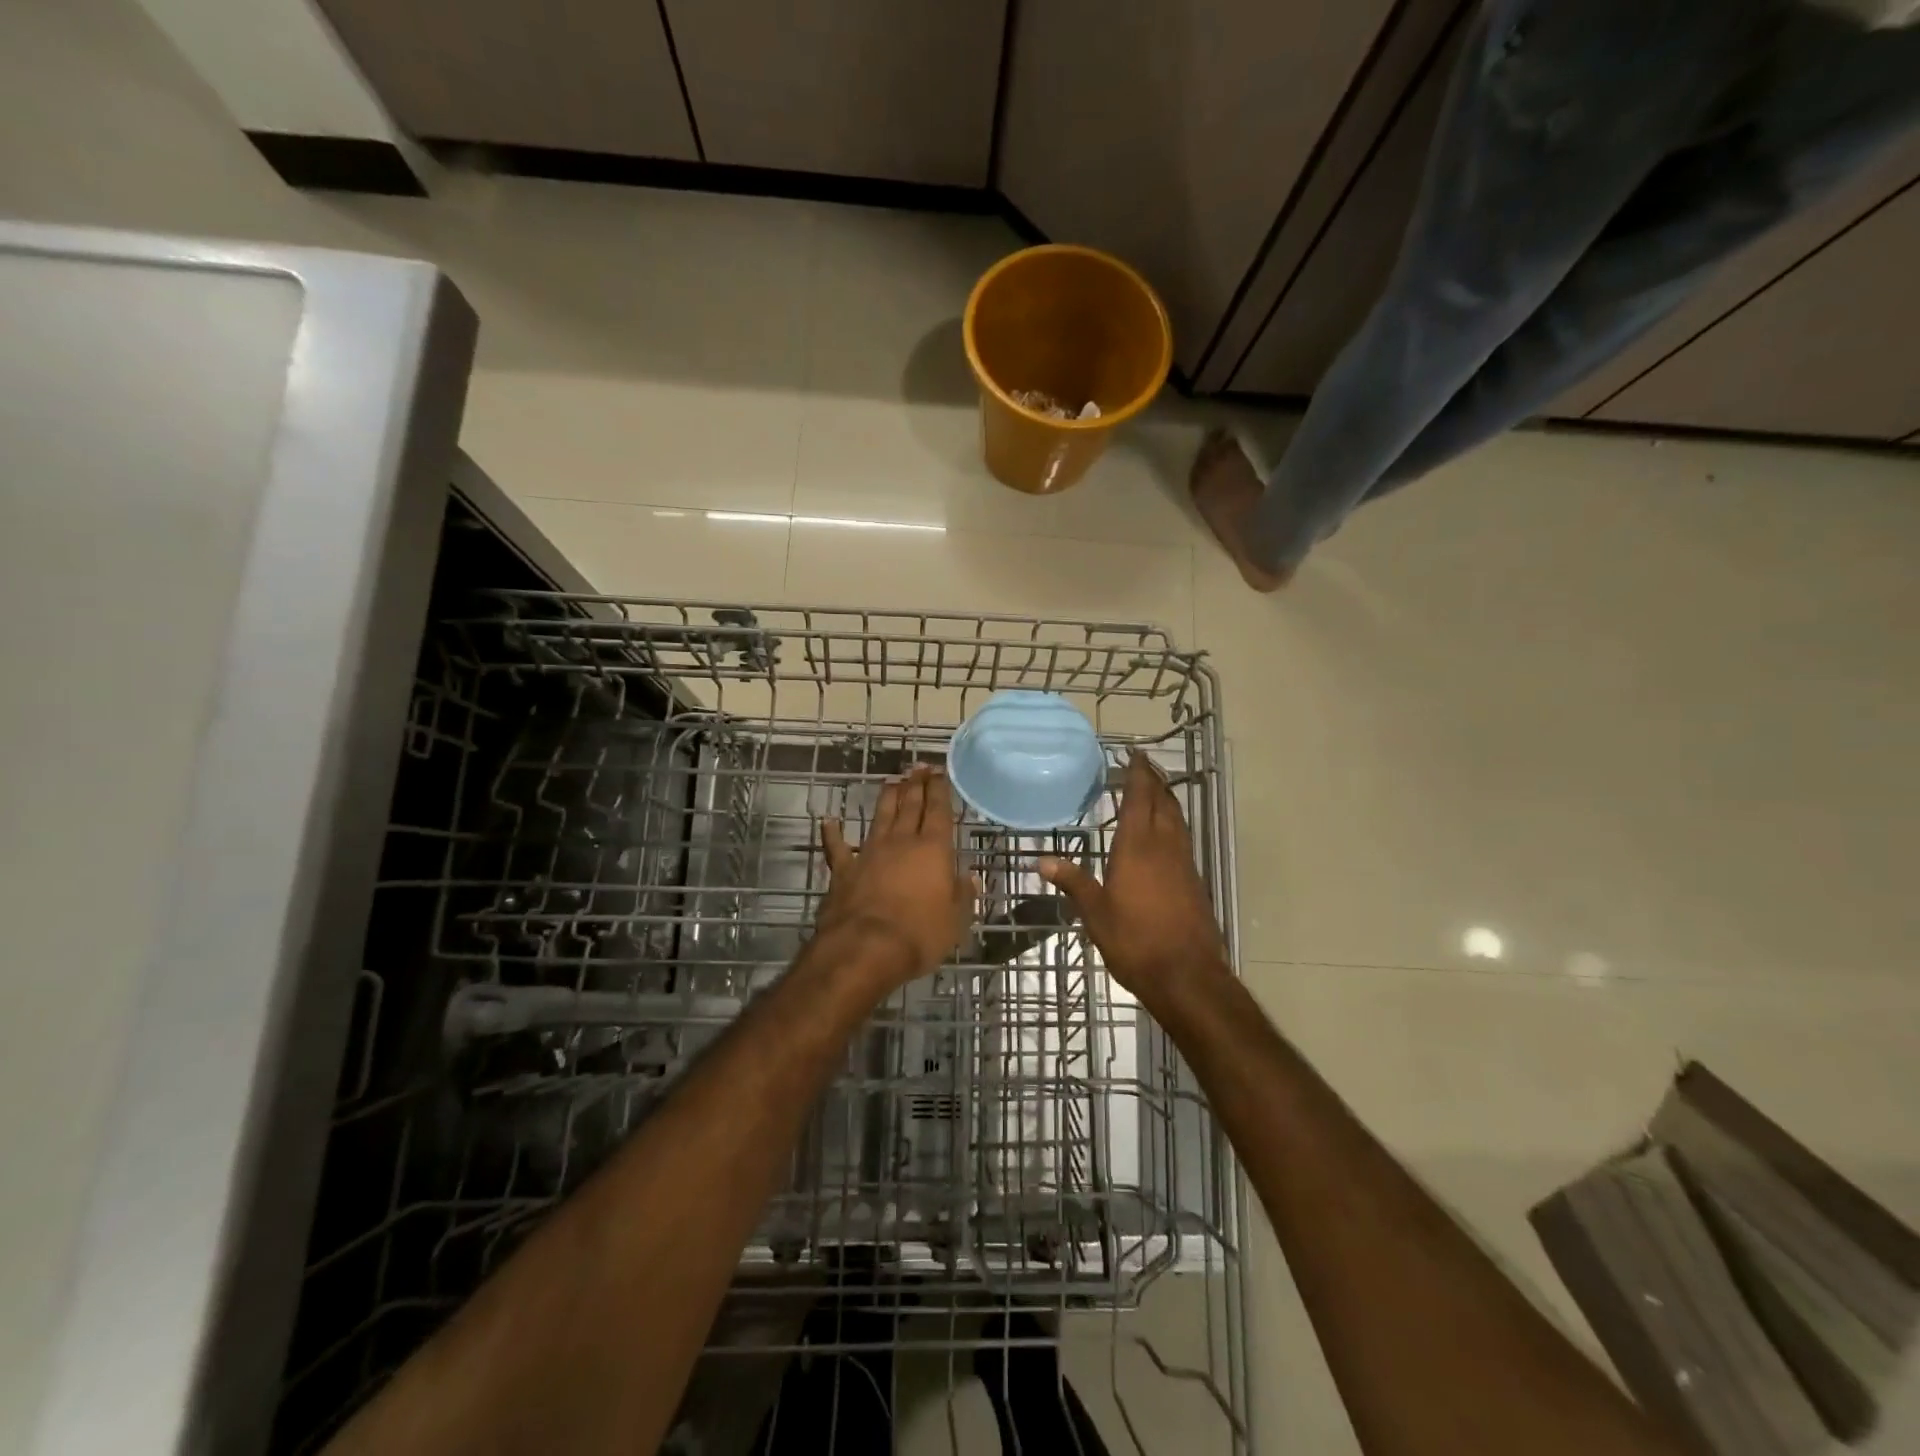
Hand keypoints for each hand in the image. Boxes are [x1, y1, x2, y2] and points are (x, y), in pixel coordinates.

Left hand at [818, 764, 974, 986]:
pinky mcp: (843, 870)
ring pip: (880, 816)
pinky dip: (832, 833)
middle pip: (910, 806)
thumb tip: (969, 877)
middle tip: (919, 767)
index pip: (939, 812)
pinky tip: (828, 821)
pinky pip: (837, 847)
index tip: (940, 772)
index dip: (940, 790)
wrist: (865, 948)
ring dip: (887, 797)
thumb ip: (962, 895)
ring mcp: (870, 853)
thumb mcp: (956, 921)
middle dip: (916, 784)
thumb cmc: (920, 935)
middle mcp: (902, 842)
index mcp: (933, 850)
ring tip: (891, 781)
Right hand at [1039, 752, 1228, 1000]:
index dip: (1138, 773)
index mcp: (1137, 847)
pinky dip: (1173, 824)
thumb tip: (1042, 861)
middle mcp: (1164, 846)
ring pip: (1177, 819)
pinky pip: (1182, 838)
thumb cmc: (1135, 940)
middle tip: (1143, 765)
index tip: (1134, 753)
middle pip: (1163, 802)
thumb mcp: (1095, 912)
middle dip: (1154, 780)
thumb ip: (1073, 882)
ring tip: (1154, 790)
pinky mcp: (1194, 881)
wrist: (1186, 975)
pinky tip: (1163, 835)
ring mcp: (1183, 863)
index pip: (1140, 798)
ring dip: (1166, 800)